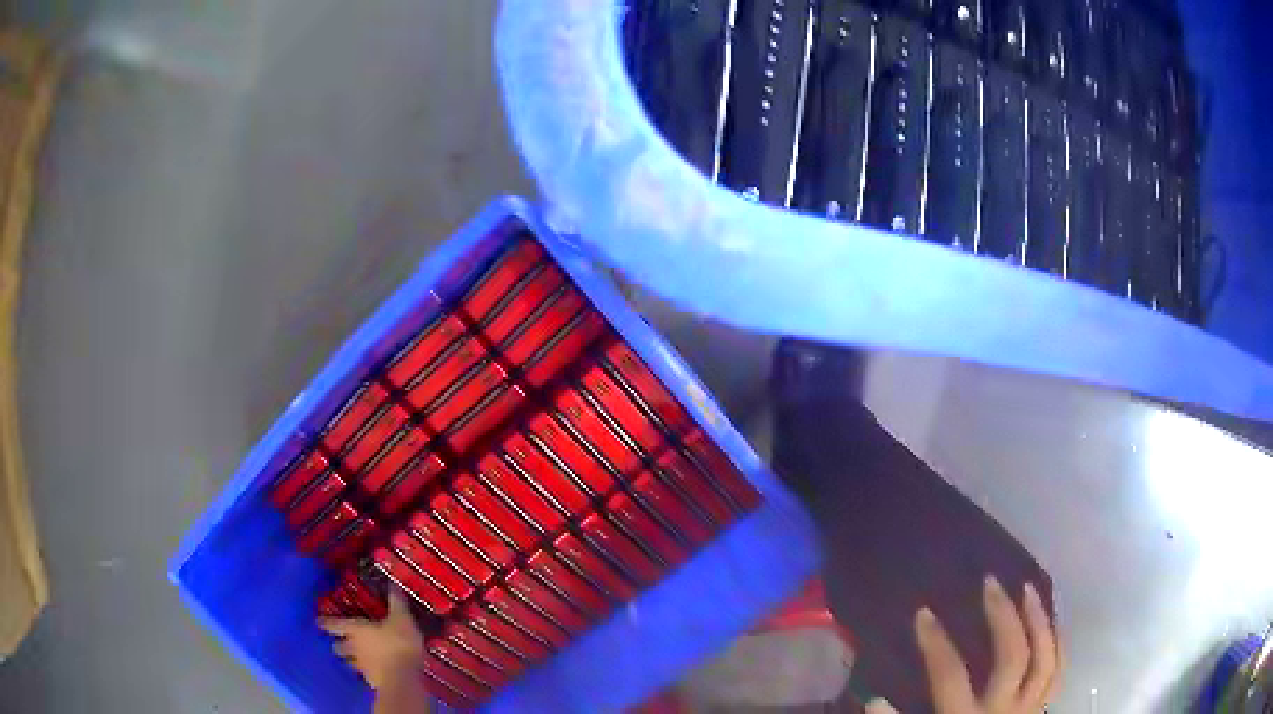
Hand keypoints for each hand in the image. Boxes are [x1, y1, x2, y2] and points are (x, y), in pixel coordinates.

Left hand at [319, 589, 424, 690]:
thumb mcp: (401, 619)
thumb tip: (392, 581)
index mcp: (355, 630)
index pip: (333, 624)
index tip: (318, 621)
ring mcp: (361, 667)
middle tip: (342, 641)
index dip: (325, 622)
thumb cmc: (398, 644)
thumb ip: (396, 602)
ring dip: (351, 660)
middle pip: (338, 646)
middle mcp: (353, 648)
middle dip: (338, 644)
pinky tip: (375, 672)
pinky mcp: (372, 681)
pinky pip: (365, 675)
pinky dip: (367, 673)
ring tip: (357, 658)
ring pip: (349, 663)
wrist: (404, 679)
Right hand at [867, 576, 1061, 712]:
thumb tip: (873, 699)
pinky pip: (1058, 670)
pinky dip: (1057, 642)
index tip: (923, 613)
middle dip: (1003, 617)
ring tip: (1029, 589)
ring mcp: (1029, 707)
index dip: (936, 643)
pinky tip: (1052, 620)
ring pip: (1045, 657)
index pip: (951, 676)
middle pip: (1012, 656)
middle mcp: (1004, 709)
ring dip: (1039, 620)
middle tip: (991, 583)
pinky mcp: (1041, 707)